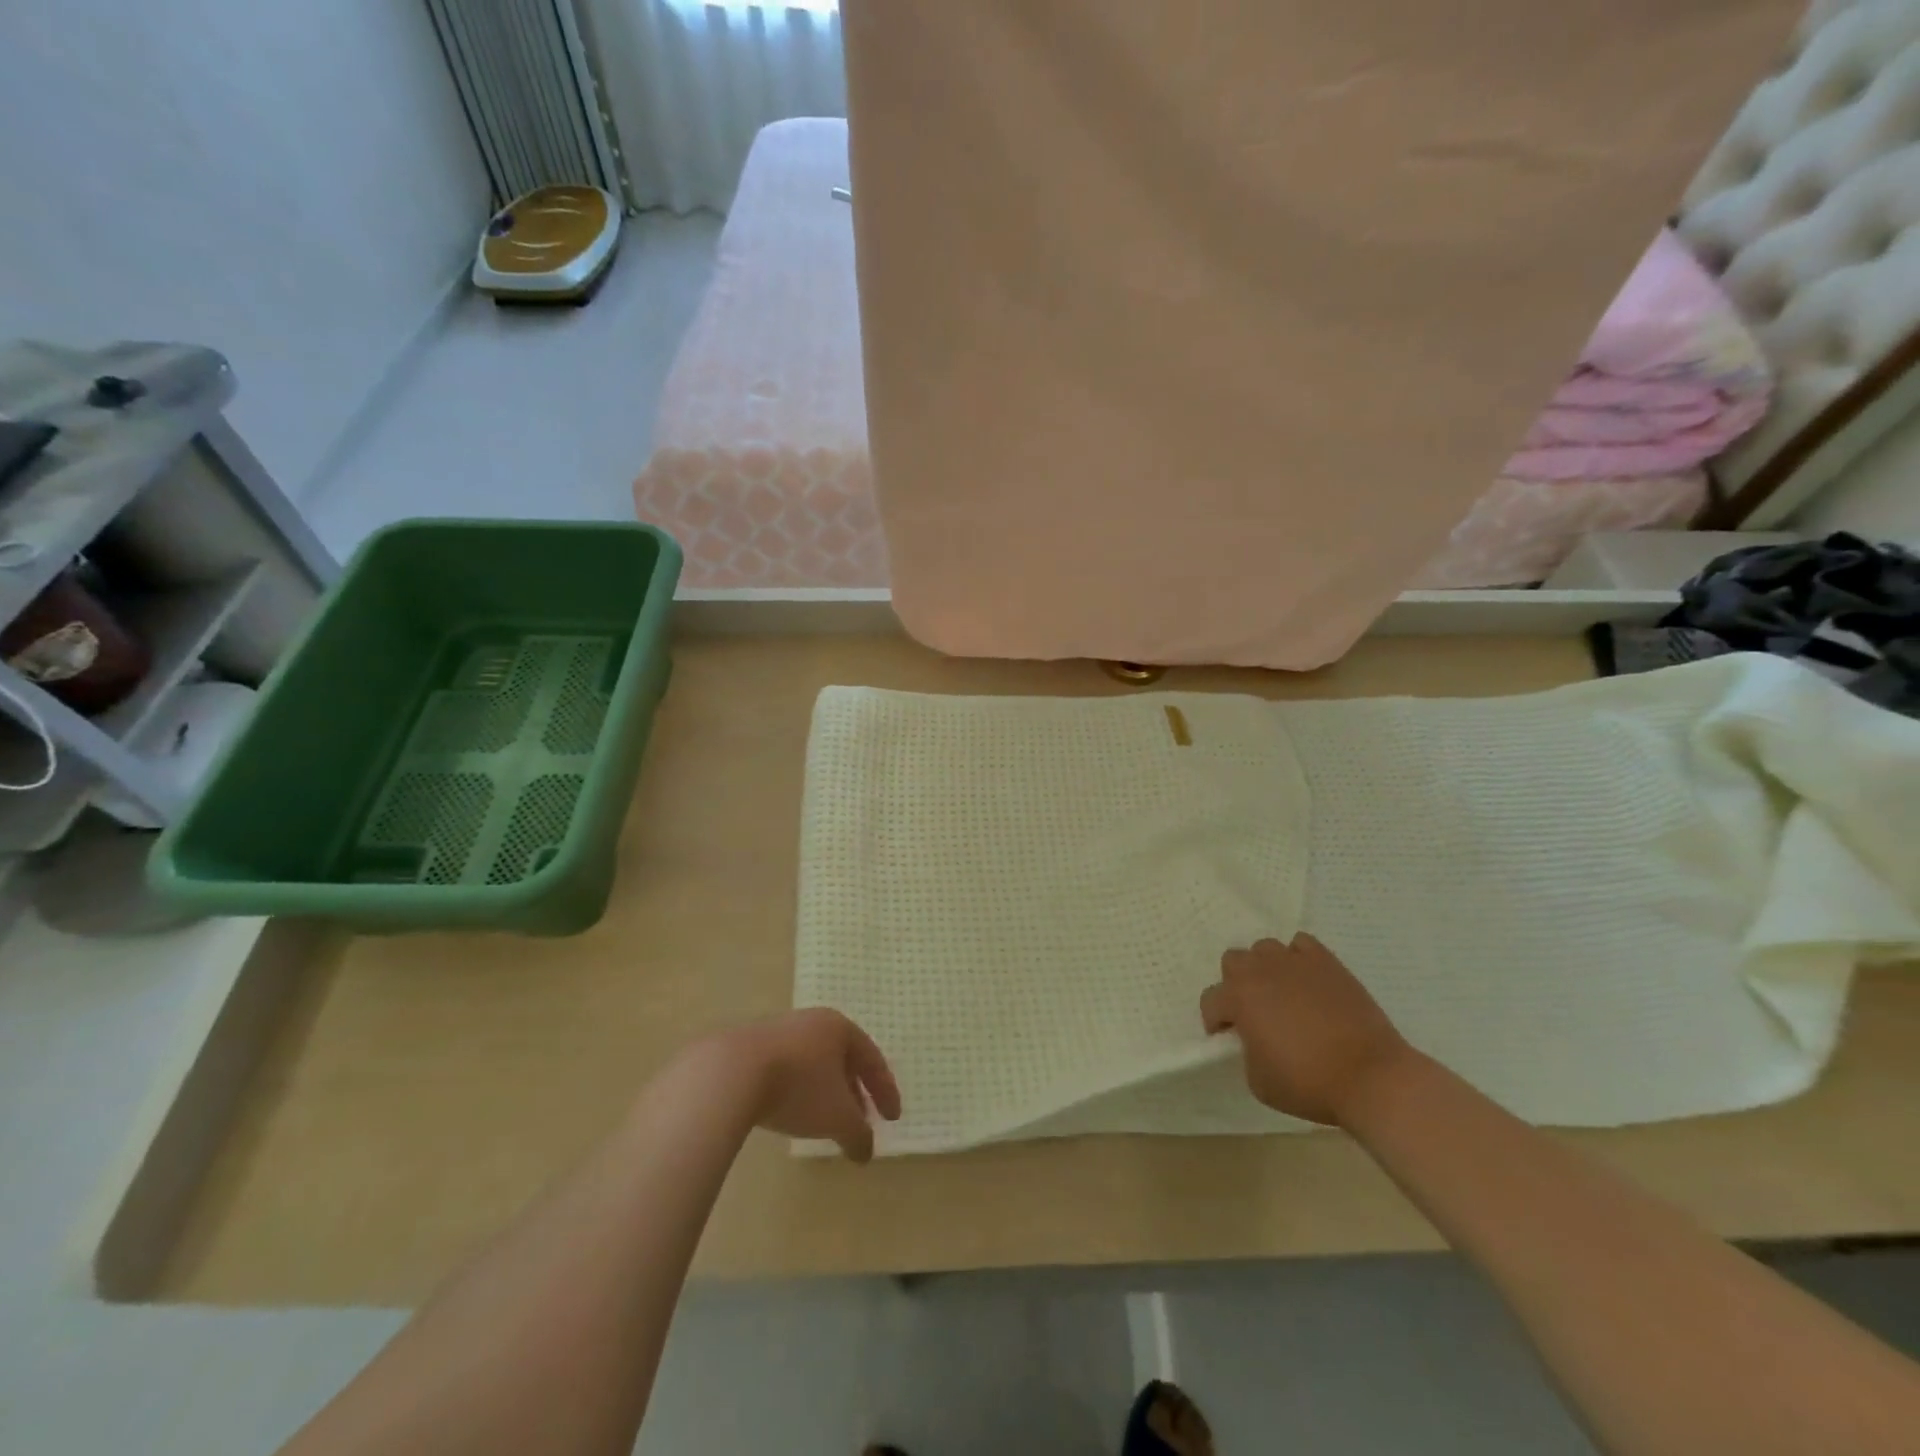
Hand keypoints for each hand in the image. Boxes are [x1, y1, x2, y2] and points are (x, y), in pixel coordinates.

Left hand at [711, 1009, 901, 1162]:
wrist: (731, 1072)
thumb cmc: (798, 1087)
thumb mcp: (837, 1117)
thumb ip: (858, 1134)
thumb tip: (866, 1152)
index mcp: (839, 1028)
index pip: (872, 1058)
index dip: (886, 1090)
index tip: (892, 1119)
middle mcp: (812, 1022)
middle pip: (843, 1058)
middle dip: (855, 1092)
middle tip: (861, 1121)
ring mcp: (779, 1031)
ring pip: (813, 1064)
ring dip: (826, 1093)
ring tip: (826, 1122)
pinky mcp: (751, 1046)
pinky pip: (787, 1068)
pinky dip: (798, 1090)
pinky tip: (791, 1112)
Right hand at [1199, 934, 1415, 1126]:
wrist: (1371, 1077)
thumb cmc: (1309, 1084)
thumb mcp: (1258, 1081)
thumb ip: (1245, 1051)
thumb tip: (1253, 1038)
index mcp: (1238, 998)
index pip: (1211, 1000)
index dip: (1215, 1021)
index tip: (1227, 1038)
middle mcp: (1261, 971)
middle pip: (1233, 961)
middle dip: (1237, 985)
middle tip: (1254, 1012)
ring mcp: (1295, 962)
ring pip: (1266, 949)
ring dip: (1266, 969)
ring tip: (1283, 994)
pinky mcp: (1327, 962)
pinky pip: (1301, 945)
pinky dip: (1298, 958)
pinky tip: (1307, 981)